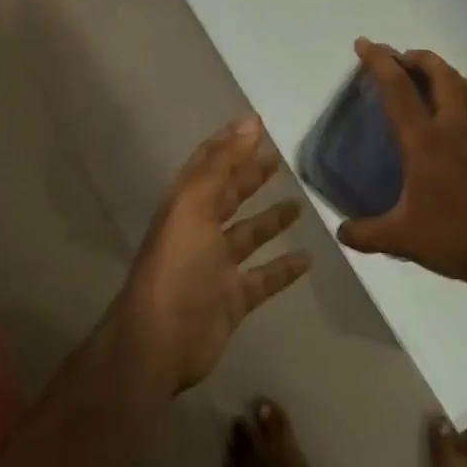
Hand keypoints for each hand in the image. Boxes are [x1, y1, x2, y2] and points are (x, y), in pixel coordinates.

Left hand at [118, 116, 311, 395]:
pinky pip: (263, 278)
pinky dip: (283, 269)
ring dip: (270, 219)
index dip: (230, 142)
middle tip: (279, 159)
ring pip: (248, 235)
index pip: (210, 163)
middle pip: (229, 195)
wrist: (159, 344)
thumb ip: (223, 164)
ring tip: (299, 203)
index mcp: (186, 204)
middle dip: (250, 175)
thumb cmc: (177, 266)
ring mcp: (216, 267)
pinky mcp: (232, 299)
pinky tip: (308, 259)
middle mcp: (200, 230)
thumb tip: (251, 122)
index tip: (257, 124)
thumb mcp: (195, 205)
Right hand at [337, 39, 466, 295]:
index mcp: (426, 142)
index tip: (365, 43)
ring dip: (452, 78)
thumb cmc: (455, 240)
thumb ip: (366, 234)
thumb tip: (341, 231)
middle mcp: (457, 128)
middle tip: (405, 58)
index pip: (398, 89)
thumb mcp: (402, 240)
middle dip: (420, 58)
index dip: (379, 61)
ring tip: (440, 83)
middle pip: (441, 74)